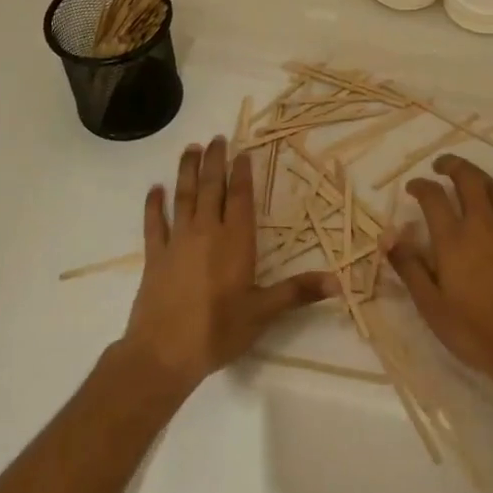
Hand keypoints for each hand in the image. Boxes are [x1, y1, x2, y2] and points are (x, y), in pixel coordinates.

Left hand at [118, 136, 335, 395]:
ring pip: (183, 197)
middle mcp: (206, 232)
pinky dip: (154, 205)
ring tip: (190, 149)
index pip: (241, 198)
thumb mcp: (263, 313)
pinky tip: (154, 190)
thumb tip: (338, 281)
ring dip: (187, 172)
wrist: (164, 353)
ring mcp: (177, 242)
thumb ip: (298, 292)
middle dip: (215, 162)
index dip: (242, 173)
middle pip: (211, 188)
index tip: (242, 152)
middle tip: (216, 138)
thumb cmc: (219, 331)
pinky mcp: (155, 256)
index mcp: (235, 241)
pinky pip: (154, 224)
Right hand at [385, 156, 492, 411]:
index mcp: (453, 238)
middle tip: (441, 165)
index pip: (433, 197)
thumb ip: (410, 267)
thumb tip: (389, 238)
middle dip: (452, 165)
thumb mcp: (431, 305)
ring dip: (478, 177)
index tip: (412, 187)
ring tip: (468, 179)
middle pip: (468, 178)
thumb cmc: (474, 330)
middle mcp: (483, 224)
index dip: (420, 186)